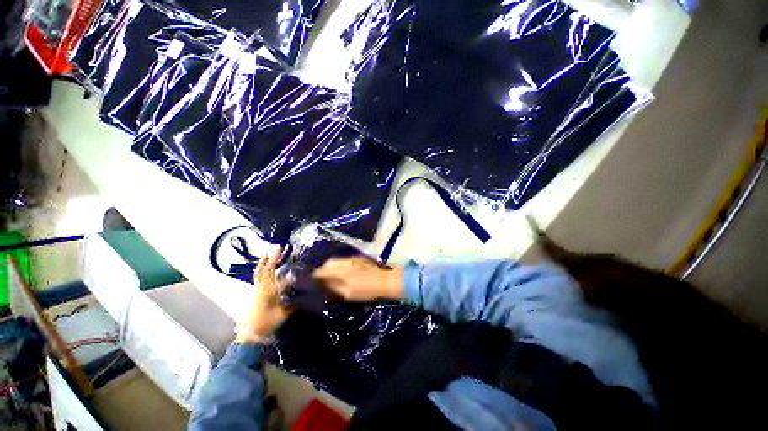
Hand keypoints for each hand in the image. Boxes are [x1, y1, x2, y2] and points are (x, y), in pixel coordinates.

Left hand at [235, 248, 291, 343]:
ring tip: (270, 254)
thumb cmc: (267, 322)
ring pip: (259, 273)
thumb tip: (304, 292)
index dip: (274, 259)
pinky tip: (267, 269)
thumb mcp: (283, 312)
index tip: (280, 250)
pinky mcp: (255, 294)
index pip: (271, 271)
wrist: (250, 333)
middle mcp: (261, 287)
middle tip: (277, 248)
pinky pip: (258, 278)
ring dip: (264, 263)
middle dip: (270, 257)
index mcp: (268, 289)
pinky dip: (262, 270)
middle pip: (264, 269)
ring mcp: (257, 290)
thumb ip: (293, 301)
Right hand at [312, 257, 402, 301]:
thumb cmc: (366, 290)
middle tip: (320, 277)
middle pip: (329, 263)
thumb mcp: (348, 293)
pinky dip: (338, 265)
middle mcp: (344, 262)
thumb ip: (334, 287)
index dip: (316, 275)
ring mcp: (352, 259)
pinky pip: (343, 261)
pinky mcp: (357, 259)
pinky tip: (339, 272)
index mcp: (340, 271)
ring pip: (336, 261)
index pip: (323, 270)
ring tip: (328, 275)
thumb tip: (325, 283)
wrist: (384, 280)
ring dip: (330, 266)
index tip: (312, 279)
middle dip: (322, 269)